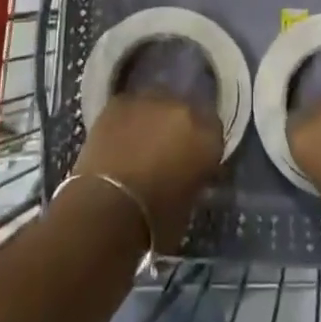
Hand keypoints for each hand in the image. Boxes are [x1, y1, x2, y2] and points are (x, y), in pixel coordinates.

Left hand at [73, 96, 222, 251]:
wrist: (107, 208)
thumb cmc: (154, 221)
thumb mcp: (189, 204)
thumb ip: (194, 177)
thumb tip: (188, 173)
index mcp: (208, 137)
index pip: (213, 130)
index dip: (201, 144)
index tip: (192, 159)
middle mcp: (185, 110)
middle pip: (186, 111)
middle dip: (177, 127)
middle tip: (165, 150)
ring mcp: (151, 100)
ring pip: (157, 103)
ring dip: (152, 118)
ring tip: (139, 142)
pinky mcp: (120, 101)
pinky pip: (129, 106)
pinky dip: (126, 119)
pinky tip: (117, 138)